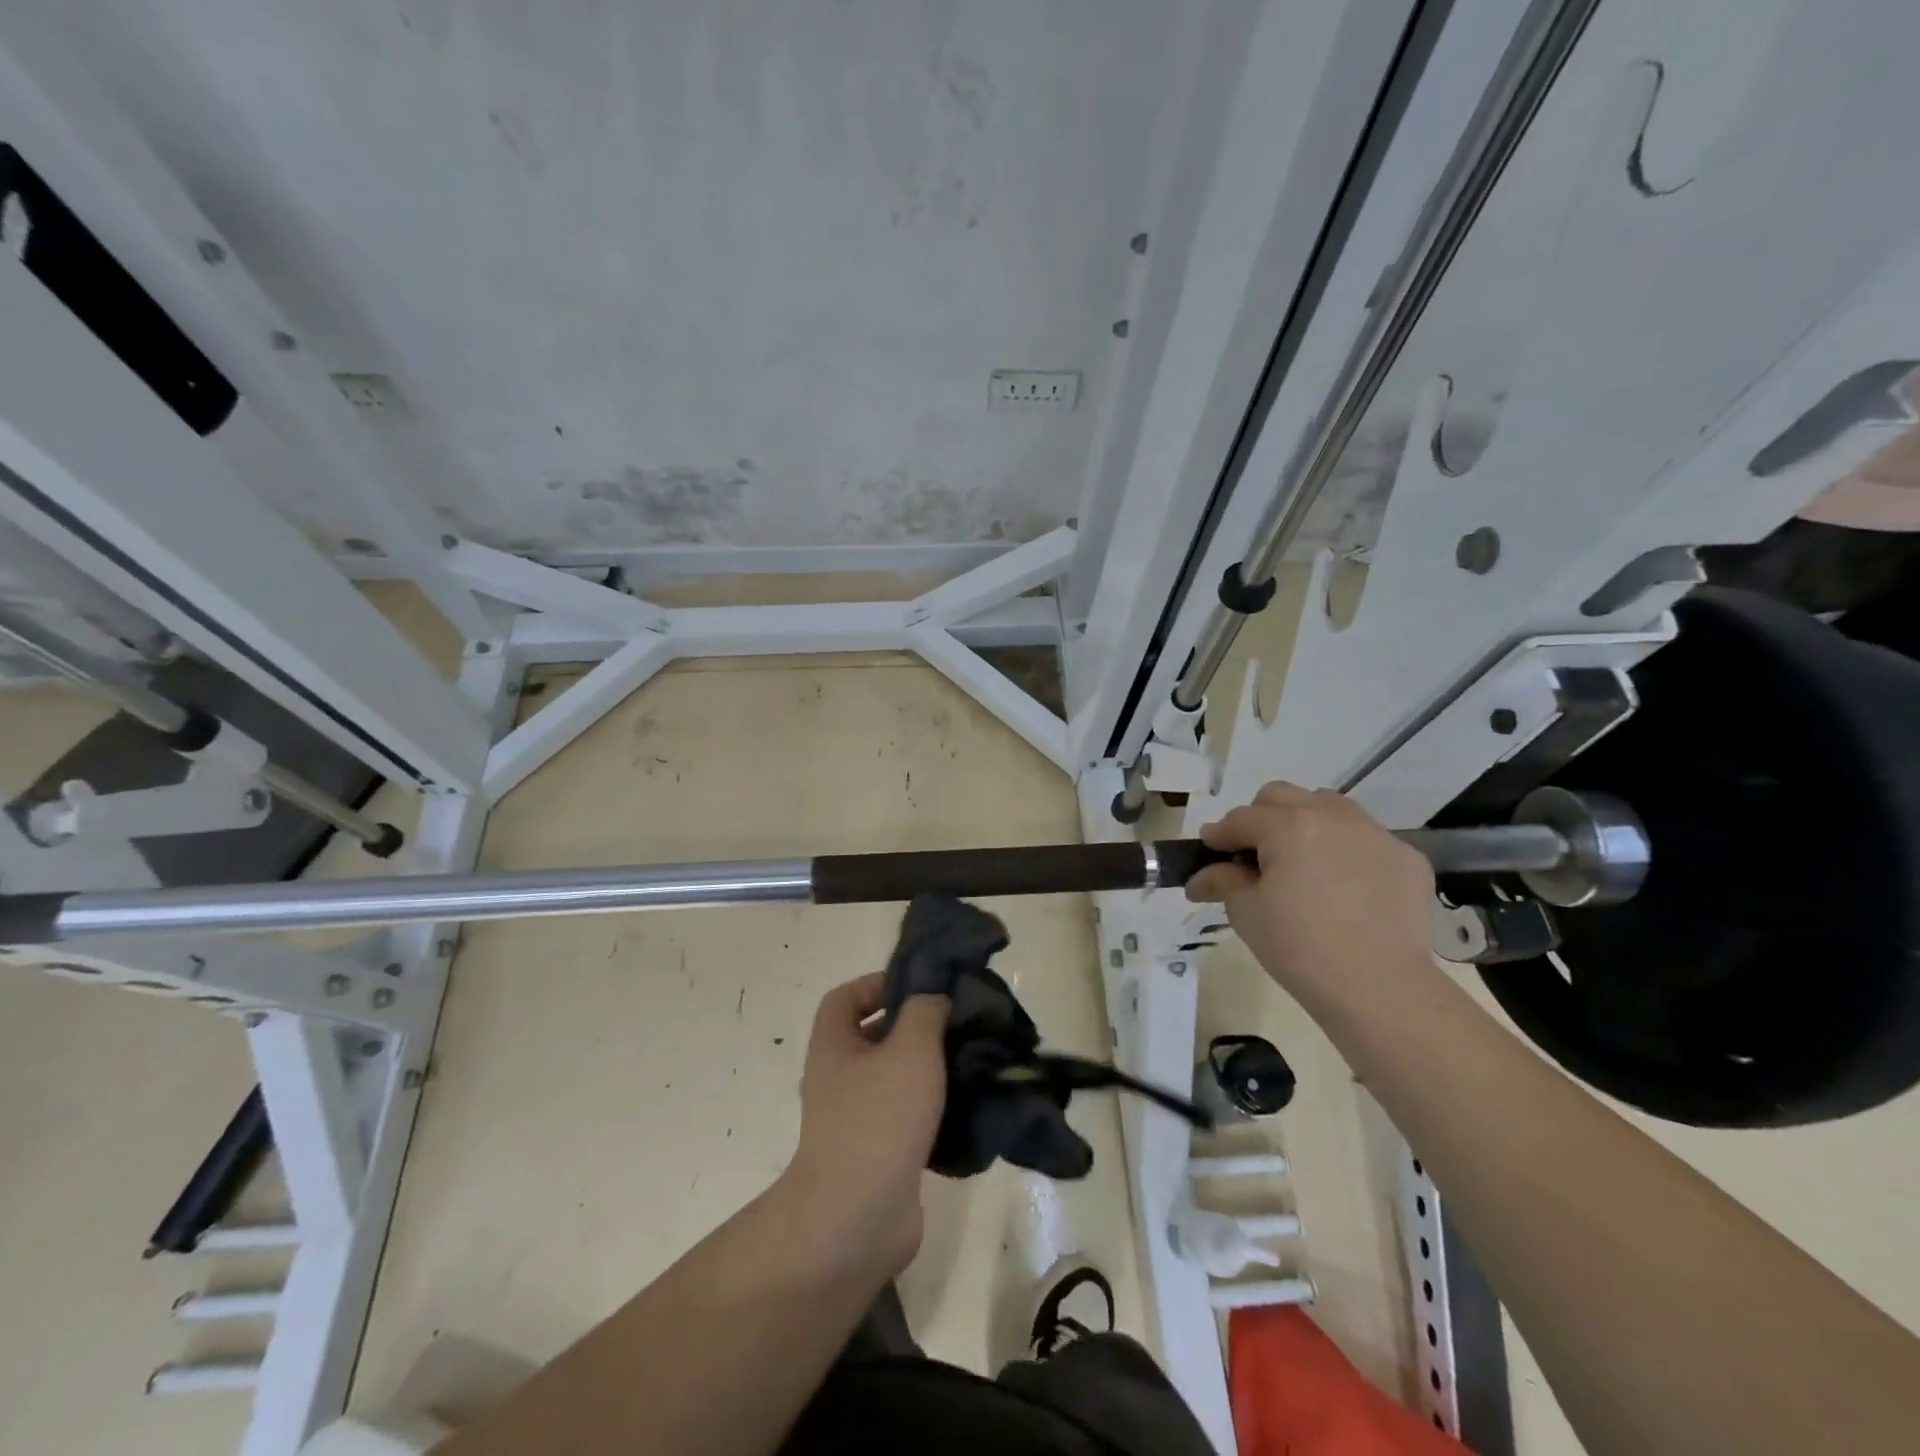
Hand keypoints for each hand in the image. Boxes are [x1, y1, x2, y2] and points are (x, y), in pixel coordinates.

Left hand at [779, 973, 948, 1283]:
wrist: (857, 1220)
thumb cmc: (878, 1119)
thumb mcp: (910, 1048)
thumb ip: (926, 1011)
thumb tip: (936, 999)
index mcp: (834, 1046)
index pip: (846, 997)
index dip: (879, 984)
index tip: (922, 989)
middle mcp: (840, 1080)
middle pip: (876, 1037)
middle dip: (917, 1028)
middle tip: (960, 1025)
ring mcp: (857, 1121)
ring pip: (897, 1080)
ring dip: (932, 1072)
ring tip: (973, 1064)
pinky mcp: (881, 1157)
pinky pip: (910, 1121)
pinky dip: (937, 1113)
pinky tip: (970, 1111)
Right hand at [1187, 782, 1435, 1009]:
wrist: (1380, 989)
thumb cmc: (1300, 948)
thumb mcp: (1247, 913)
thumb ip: (1223, 881)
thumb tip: (1201, 877)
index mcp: (1288, 826)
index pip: (1241, 818)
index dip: (1220, 835)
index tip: (1210, 851)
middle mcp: (1332, 816)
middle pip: (1282, 797)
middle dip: (1260, 818)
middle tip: (1255, 855)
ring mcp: (1374, 834)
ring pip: (1328, 807)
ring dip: (1306, 823)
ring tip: (1302, 862)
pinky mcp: (1406, 858)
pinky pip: (1366, 838)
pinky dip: (1347, 850)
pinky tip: (1344, 886)